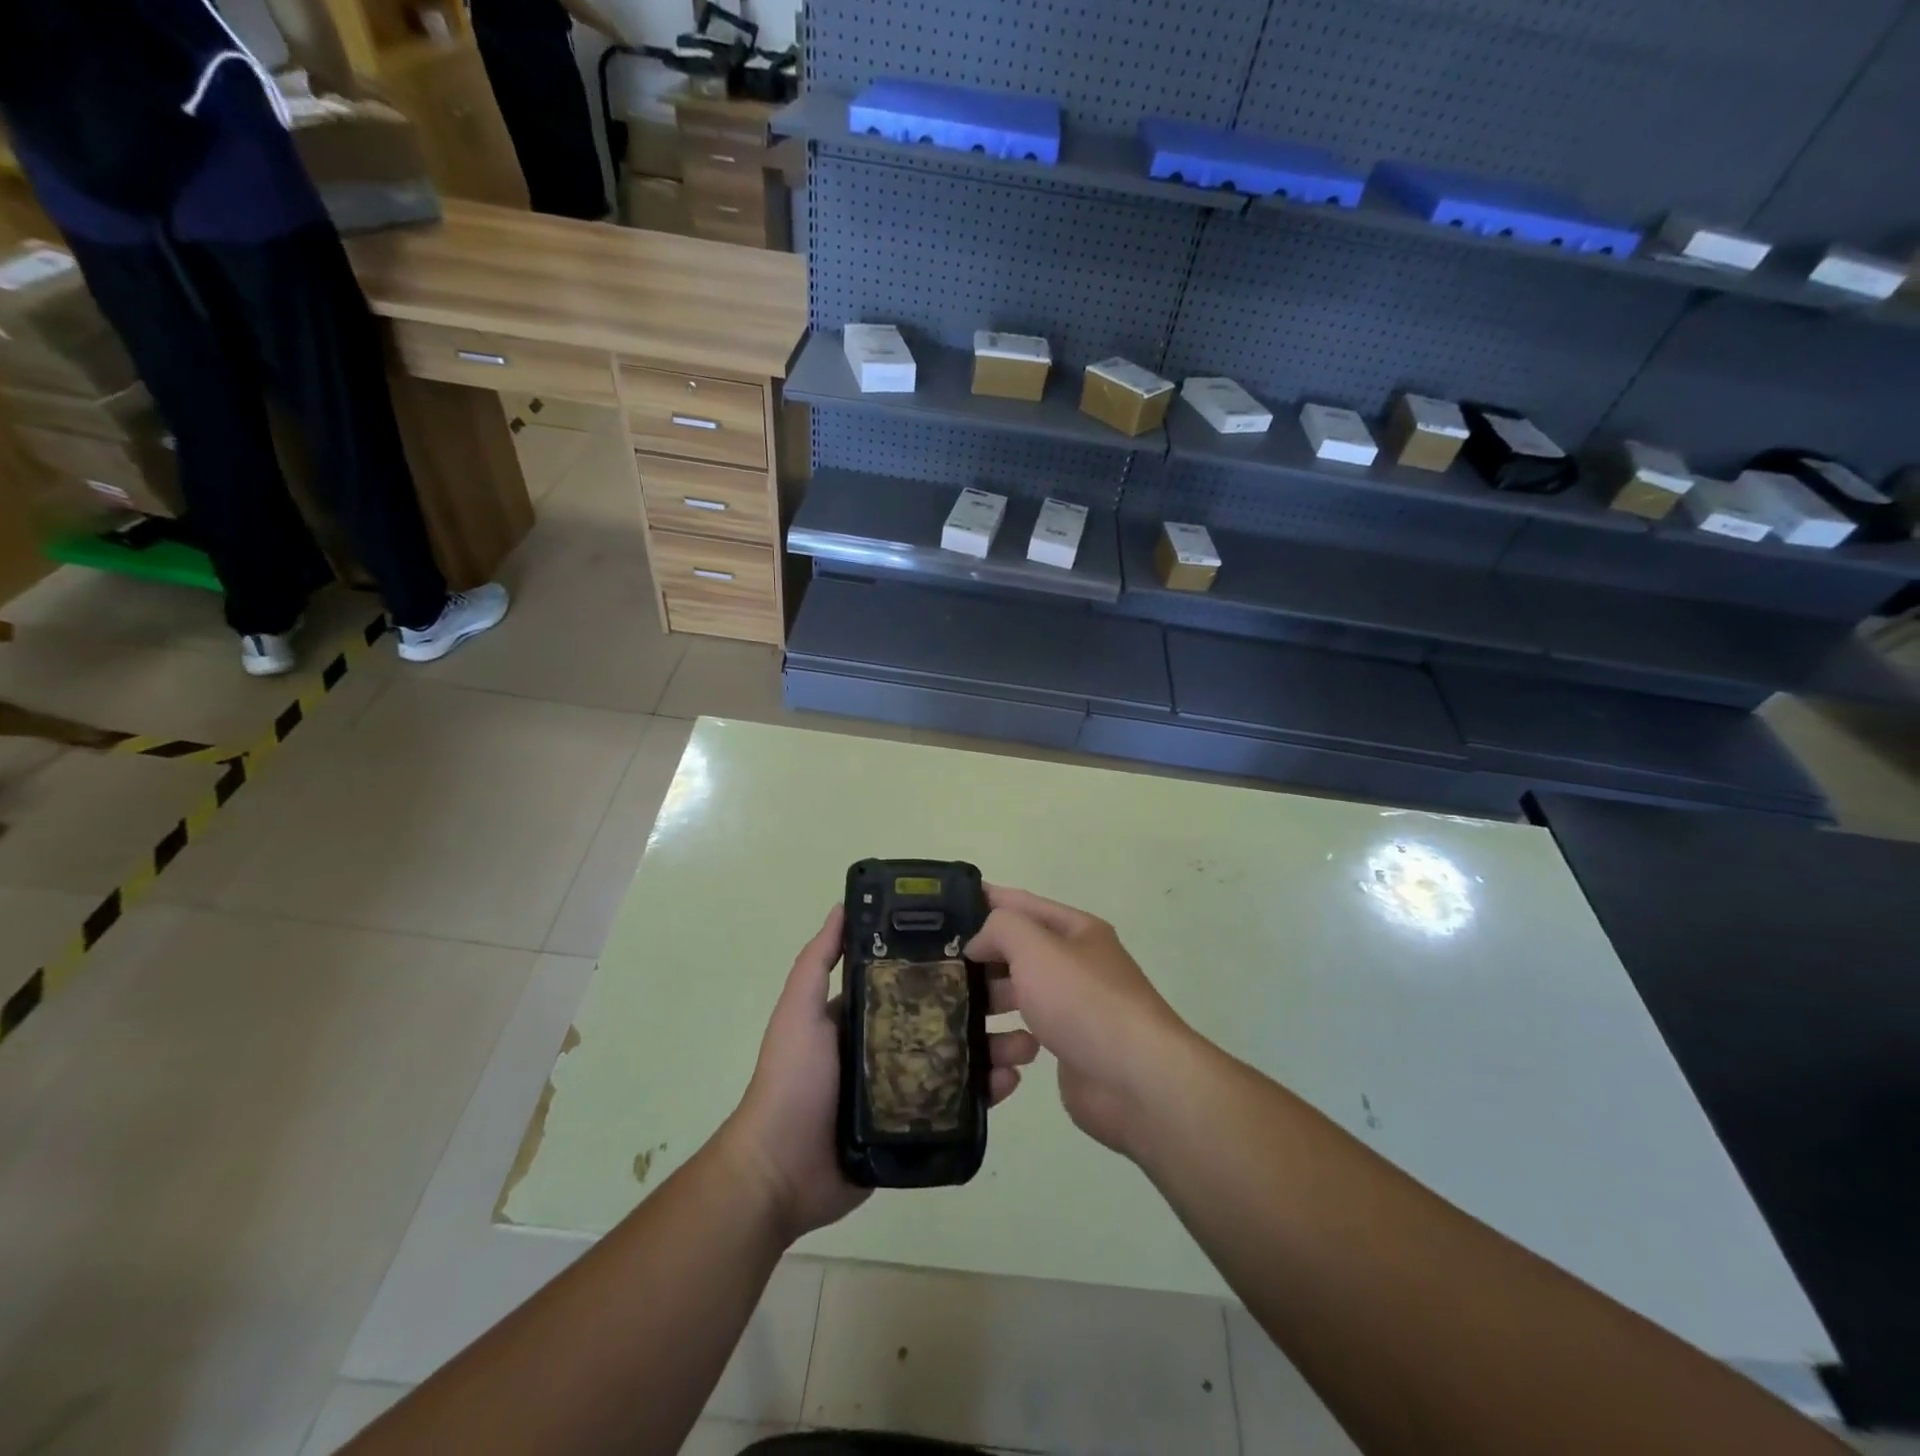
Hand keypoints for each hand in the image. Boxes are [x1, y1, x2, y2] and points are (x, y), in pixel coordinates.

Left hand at [725, 905, 1039, 1243]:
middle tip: (1023, 996)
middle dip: (988, 1003)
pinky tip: (1012, 1081)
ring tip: (1029, 1042)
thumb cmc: (792, 1080)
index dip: (953, 962)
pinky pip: (961, 1101)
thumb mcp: (799, 1011)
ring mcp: (908, 1084)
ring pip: (964, 1057)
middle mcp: (892, 1041)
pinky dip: (989, 1089)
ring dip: (998, 1046)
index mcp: (869, 1011)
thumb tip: (844, 905)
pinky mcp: (919, 1123)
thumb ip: (818, 961)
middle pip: (950, 1014)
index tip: (990, 948)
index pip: (920, 978)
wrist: (779, 1172)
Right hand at [968, 886, 1190, 1158]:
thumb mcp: (1036, 947)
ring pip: (1017, 1000)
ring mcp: (1073, 1010)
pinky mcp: (1068, 1051)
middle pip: (1016, 955)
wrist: (1137, 1081)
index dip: (985, 900)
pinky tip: (1001, 1062)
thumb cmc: (1084, 1001)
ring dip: (992, 1011)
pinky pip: (1024, 1040)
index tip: (942, 907)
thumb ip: (1000, 929)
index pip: (1022, 904)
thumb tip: (980, 943)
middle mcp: (1075, 965)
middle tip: (938, 974)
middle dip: (981, 964)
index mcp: (1075, 931)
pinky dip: (1008, 1048)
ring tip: (966, 1024)